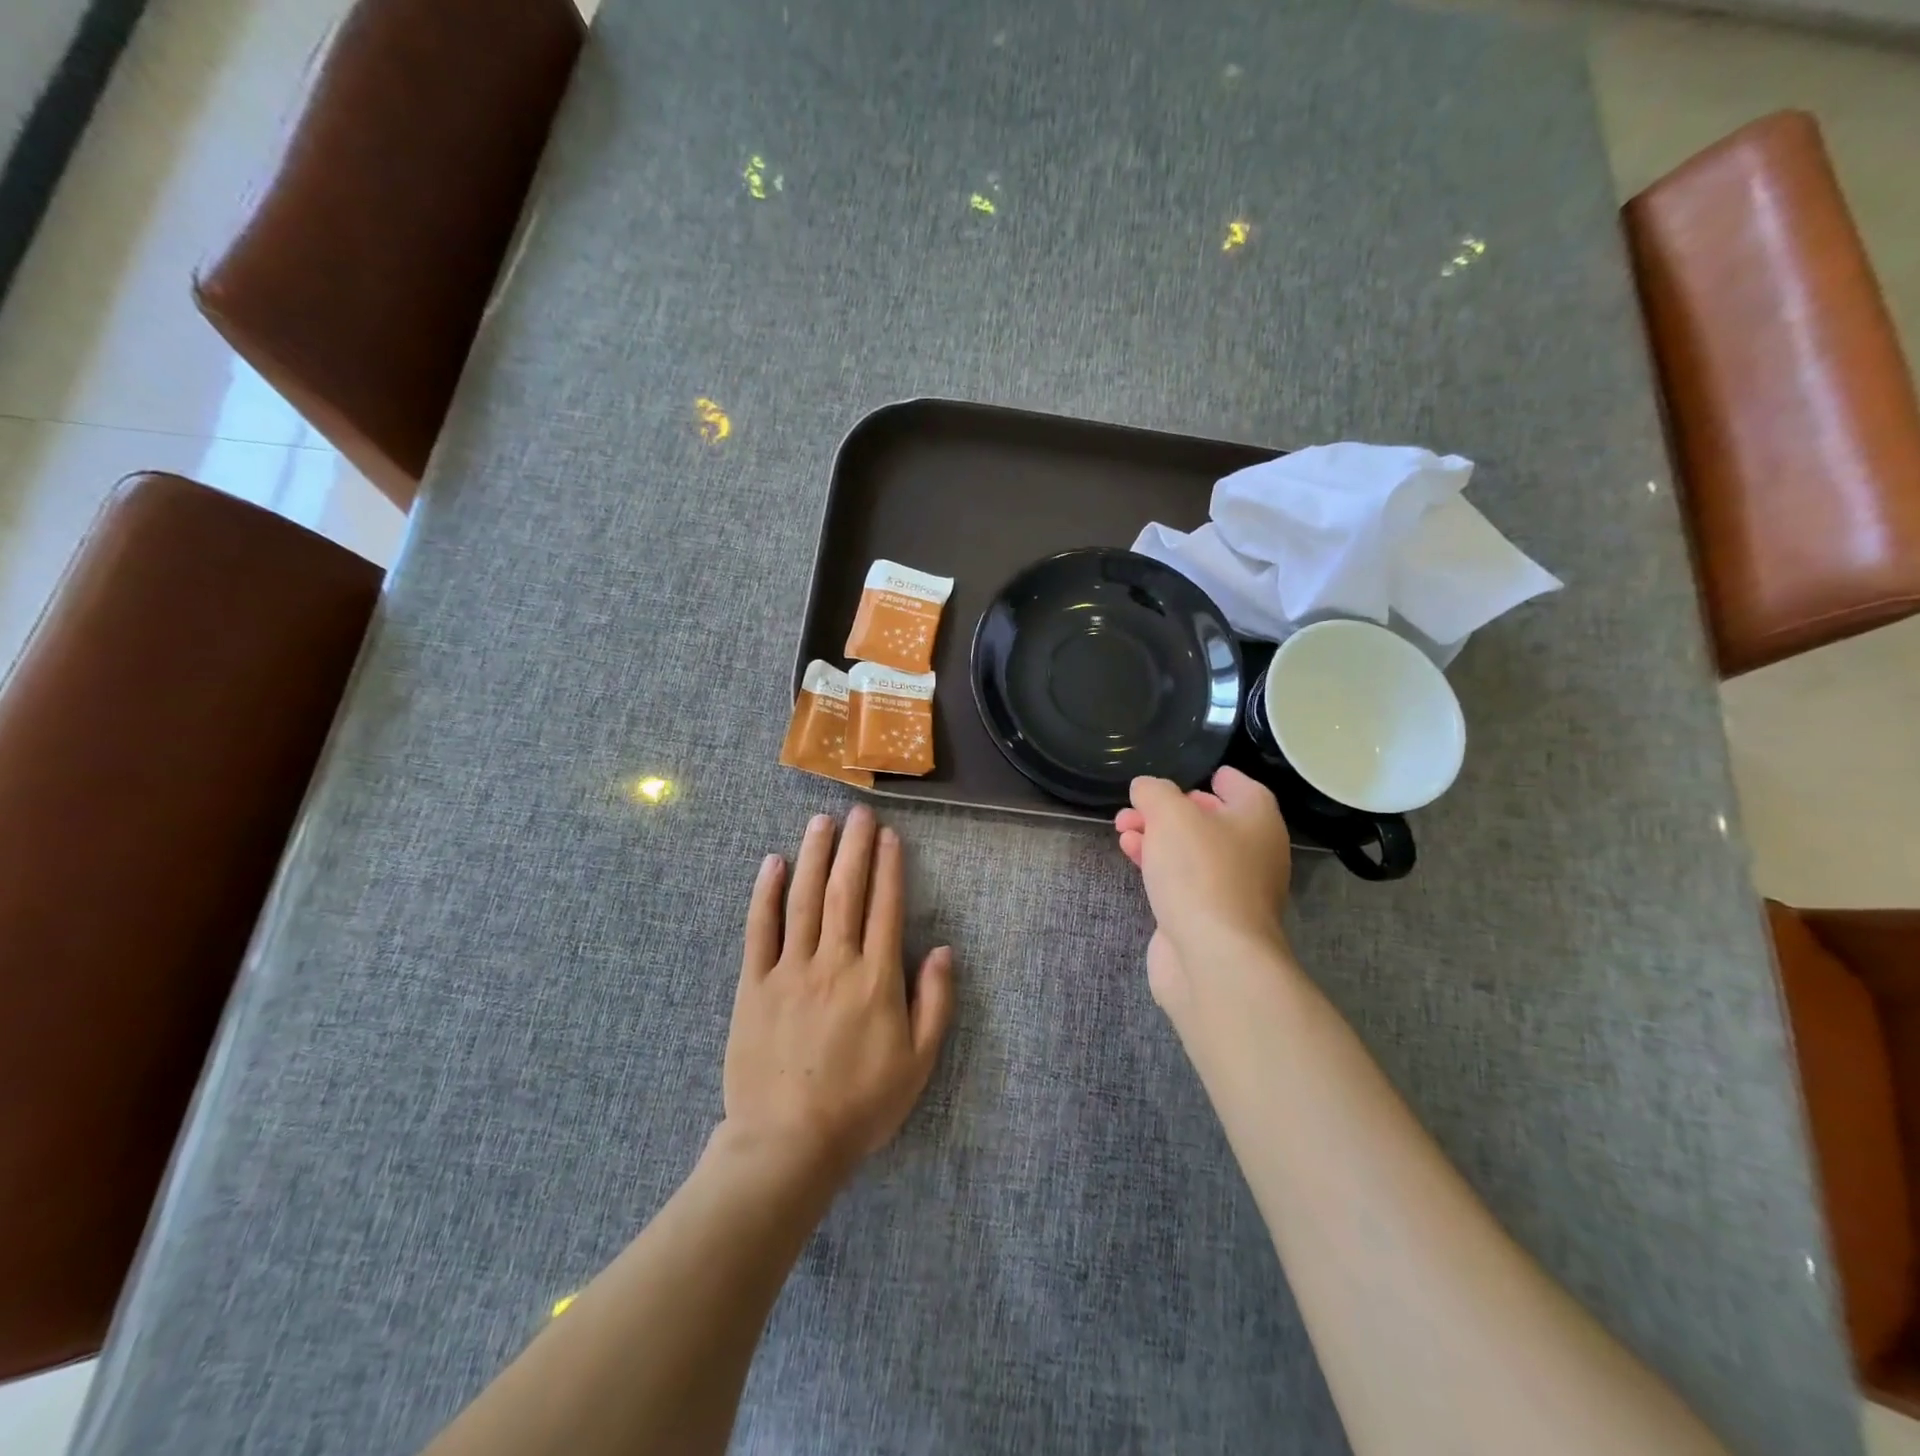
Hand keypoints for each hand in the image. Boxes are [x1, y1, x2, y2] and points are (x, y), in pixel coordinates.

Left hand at [724, 806, 954, 1174]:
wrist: (788, 1143)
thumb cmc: (861, 1105)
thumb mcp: (918, 1062)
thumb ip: (935, 1003)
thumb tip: (943, 950)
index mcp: (876, 978)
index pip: (885, 906)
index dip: (888, 866)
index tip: (888, 835)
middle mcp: (834, 962)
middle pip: (846, 891)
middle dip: (853, 847)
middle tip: (858, 811)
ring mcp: (790, 970)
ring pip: (804, 899)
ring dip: (814, 856)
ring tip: (821, 821)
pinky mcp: (754, 985)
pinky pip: (760, 930)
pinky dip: (766, 893)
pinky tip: (772, 863)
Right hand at [1113, 766, 1294, 1014]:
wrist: (1213, 957)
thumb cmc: (1200, 872)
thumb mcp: (1170, 814)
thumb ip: (1154, 792)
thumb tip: (1146, 788)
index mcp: (1257, 819)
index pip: (1240, 786)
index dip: (1214, 777)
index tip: (1190, 774)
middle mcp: (1253, 851)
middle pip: (1210, 819)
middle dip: (1168, 809)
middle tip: (1134, 806)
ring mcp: (1233, 888)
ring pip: (1191, 850)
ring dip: (1156, 836)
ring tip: (1122, 828)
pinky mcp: (1209, 917)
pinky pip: (1182, 879)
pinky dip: (1158, 864)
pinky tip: (1131, 855)